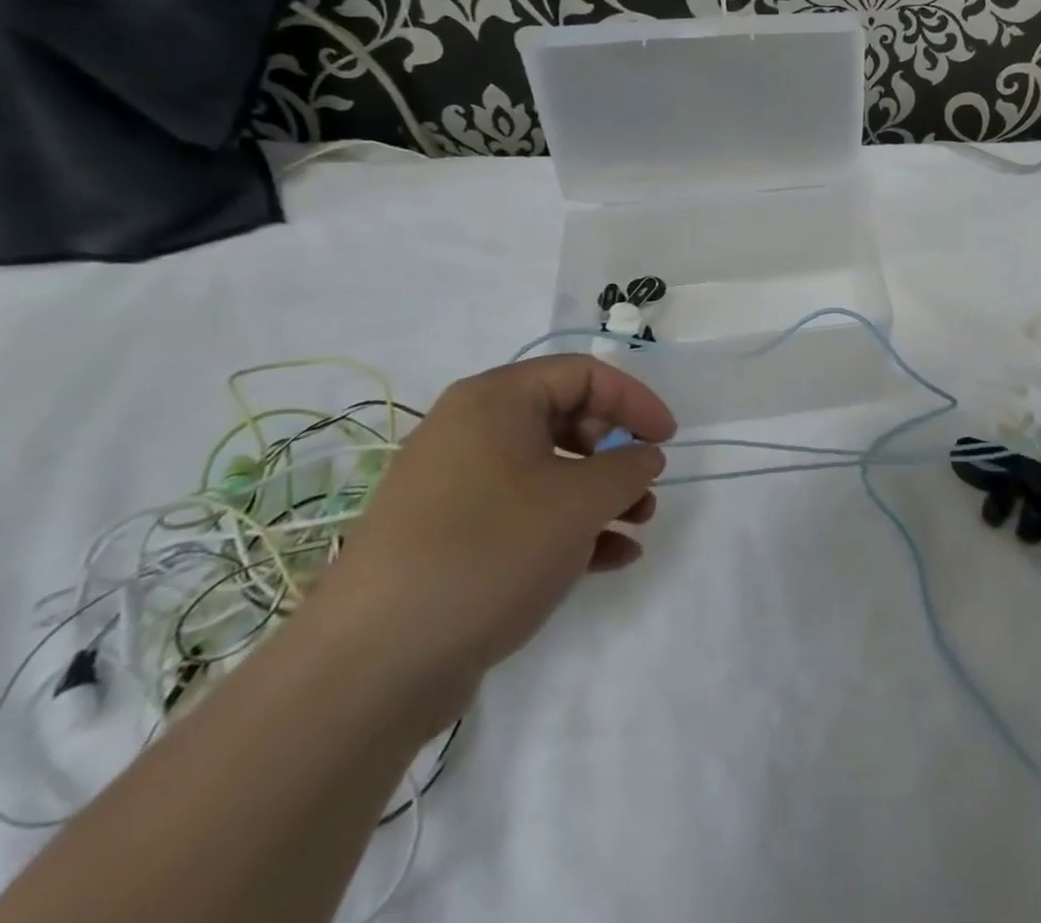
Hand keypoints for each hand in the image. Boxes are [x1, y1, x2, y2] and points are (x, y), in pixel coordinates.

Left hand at [302, 356, 675, 733]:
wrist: (372, 665)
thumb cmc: (490, 551)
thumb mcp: (580, 502)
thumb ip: (628, 468)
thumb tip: (644, 457)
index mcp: (496, 400)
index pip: (585, 374)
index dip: (635, 401)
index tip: (668, 439)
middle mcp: (471, 431)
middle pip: (567, 419)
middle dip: (617, 453)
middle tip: (644, 487)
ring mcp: (457, 486)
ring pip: (549, 471)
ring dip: (600, 495)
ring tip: (636, 527)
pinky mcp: (452, 536)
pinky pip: (525, 513)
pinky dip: (569, 528)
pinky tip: (610, 559)